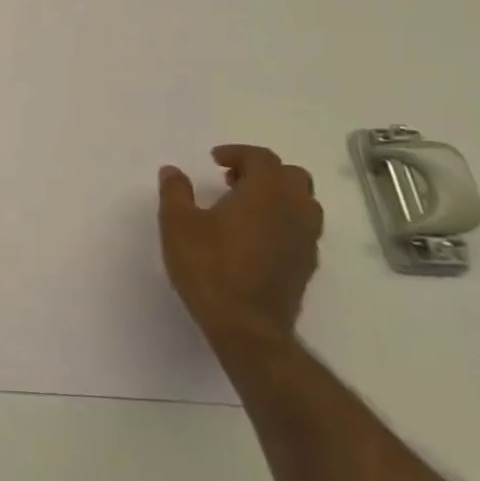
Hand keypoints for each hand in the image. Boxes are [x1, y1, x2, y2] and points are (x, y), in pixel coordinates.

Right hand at [159, 145, 321, 349]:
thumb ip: (176, 192)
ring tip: (246, 208)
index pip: (261, 158)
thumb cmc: (209, 268)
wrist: (246, 327)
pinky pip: (302, 229)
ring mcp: (305, 239)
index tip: (215, 161)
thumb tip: (173, 171)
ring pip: (303, 203)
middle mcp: (293, 210)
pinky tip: (256, 237)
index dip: (238, 153)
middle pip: (292, 176)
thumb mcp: (177, 224)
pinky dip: (283, 221)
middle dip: (263, 171)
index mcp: (265, 193)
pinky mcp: (306, 266)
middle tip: (232, 180)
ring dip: (278, 196)